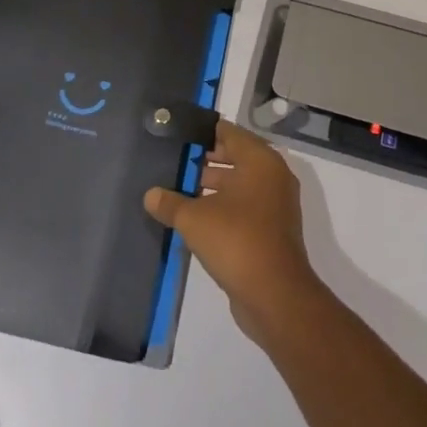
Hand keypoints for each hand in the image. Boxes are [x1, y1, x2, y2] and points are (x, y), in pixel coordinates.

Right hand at [144, 119, 322, 346]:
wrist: (275, 294)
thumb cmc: (236, 240)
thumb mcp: (194, 219)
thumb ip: (170, 203)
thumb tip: (150, 195)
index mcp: (259, 160)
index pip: (228, 132)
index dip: (202, 131)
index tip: (178, 134)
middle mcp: (273, 175)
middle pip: (235, 156)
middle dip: (205, 159)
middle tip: (174, 161)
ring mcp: (276, 203)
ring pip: (240, 183)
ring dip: (213, 184)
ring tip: (179, 188)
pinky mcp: (273, 228)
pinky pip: (245, 205)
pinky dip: (224, 205)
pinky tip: (196, 216)